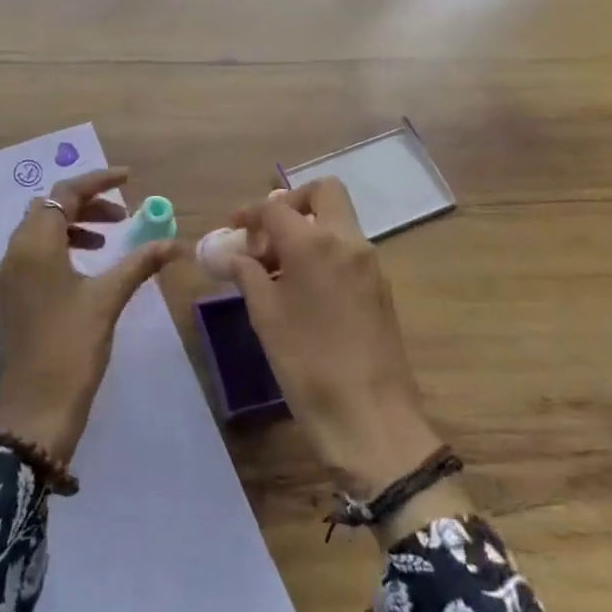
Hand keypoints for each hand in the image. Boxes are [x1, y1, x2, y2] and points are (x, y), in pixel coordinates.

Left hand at [0, 167, 177, 463]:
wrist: (32, 412)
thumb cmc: (71, 349)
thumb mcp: (107, 300)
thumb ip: (139, 263)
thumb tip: (175, 242)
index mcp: (34, 246)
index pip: (65, 194)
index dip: (98, 181)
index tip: (129, 179)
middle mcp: (14, 253)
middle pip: (49, 209)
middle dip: (86, 205)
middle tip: (123, 217)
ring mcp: (7, 278)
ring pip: (39, 232)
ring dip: (73, 226)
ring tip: (109, 241)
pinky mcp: (10, 298)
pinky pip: (33, 255)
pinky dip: (60, 248)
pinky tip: (86, 269)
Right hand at [227, 179, 446, 498]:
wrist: (371, 418)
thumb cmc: (308, 364)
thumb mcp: (265, 316)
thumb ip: (247, 273)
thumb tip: (232, 254)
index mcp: (314, 243)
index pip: (275, 208)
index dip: (248, 214)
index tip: (231, 229)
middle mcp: (348, 241)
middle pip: (323, 193)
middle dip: (291, 203)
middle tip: (266, 233)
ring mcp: (370, 264)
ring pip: (338, 221)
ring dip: (307, 229)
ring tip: (275, 267)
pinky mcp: (380, 287)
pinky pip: (348, 250)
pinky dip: (322, 252)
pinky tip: (300, 288)